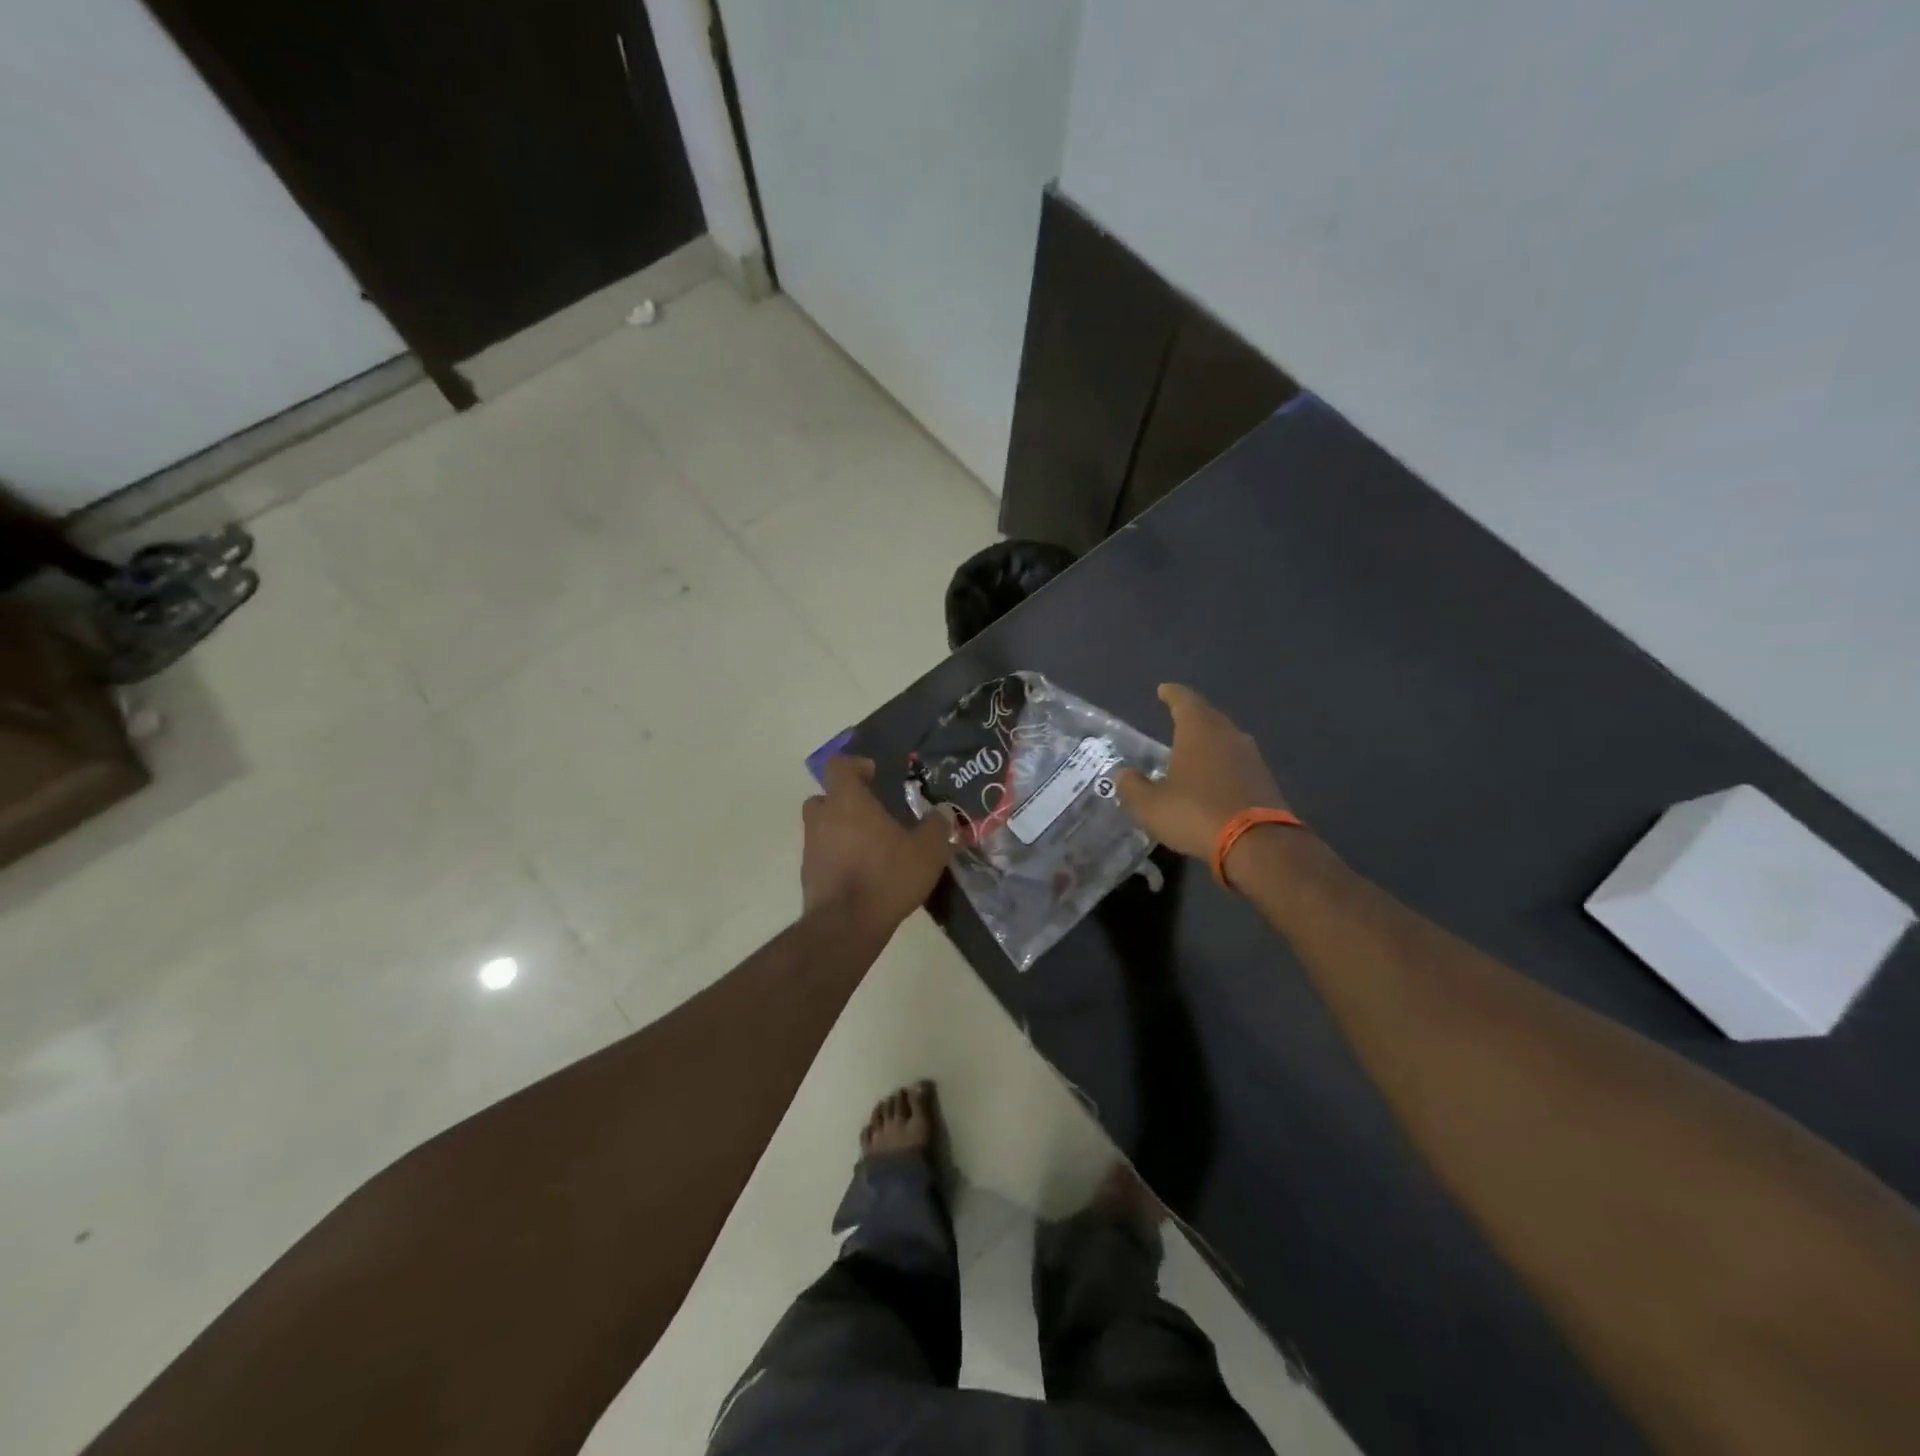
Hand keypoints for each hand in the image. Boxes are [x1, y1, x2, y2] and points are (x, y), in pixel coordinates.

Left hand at [802, 756, 953, 929]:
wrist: (845, 926)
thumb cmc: (886, 876)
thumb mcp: (927, 851)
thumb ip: (937, 826)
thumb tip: (943, 812)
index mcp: (847, 801)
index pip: (839, 766)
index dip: (856, 766)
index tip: (875, 775)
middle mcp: (822, 818)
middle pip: (826, 796)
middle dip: (846, 800)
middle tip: (873, 812)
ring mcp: (810, 847)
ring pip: (823, 827)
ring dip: (842, 831)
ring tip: (872, 847)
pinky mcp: (808, 876)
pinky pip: (823, 855)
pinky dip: (838, 857)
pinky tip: (863, 873)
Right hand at [1116, 684, 1289, 859]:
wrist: (1256, 844)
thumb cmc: (1195, 813)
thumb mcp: (1150, 805)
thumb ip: (1132, 786)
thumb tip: (1122, 773)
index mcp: (1199, 730)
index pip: (1184, 700)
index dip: (1171, 694)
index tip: (1163, 690)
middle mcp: (1227, 734)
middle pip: (1208, 716)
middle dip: (1191, 716)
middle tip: (1175, 719)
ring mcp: (1250, 756)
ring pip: (1225, 738)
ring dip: (1208, 741)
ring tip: (1192, 749)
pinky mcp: (1264, 779)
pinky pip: (1236, 761)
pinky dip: (1222, 763)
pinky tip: (1212, 777)